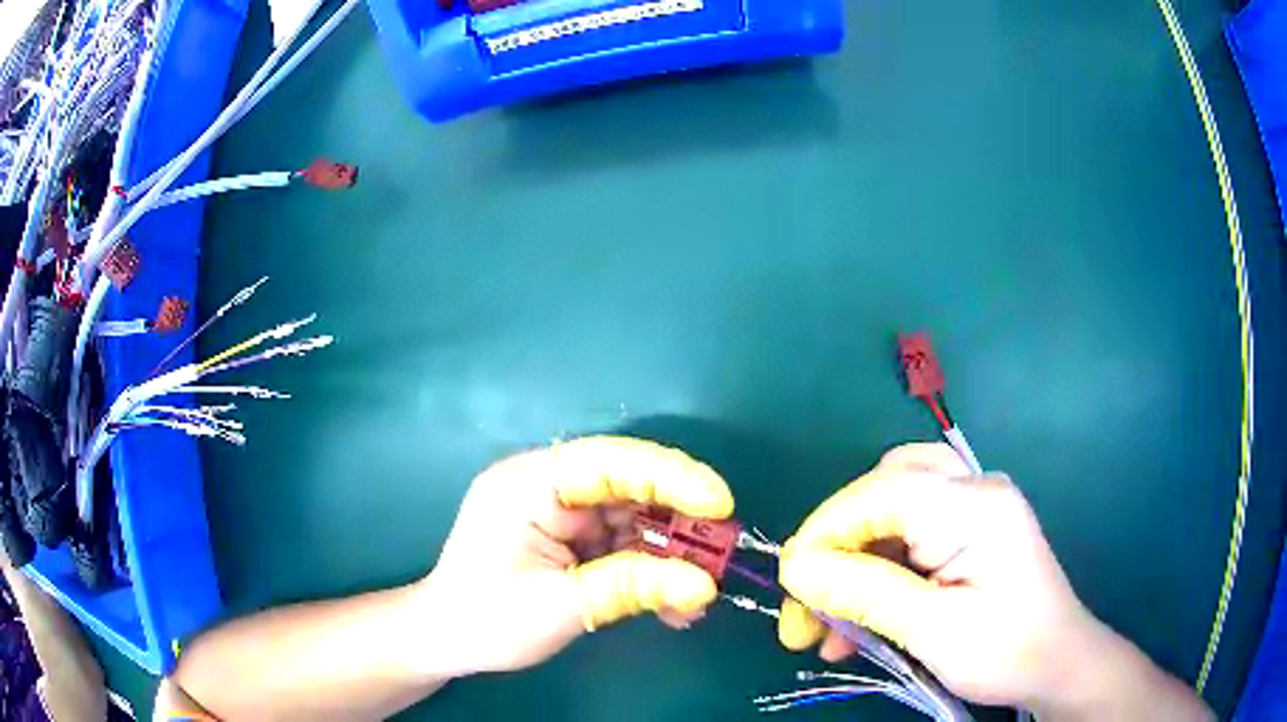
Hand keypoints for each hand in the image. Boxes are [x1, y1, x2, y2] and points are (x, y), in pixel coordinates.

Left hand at [417, 435, 733, 678]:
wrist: (446, 640)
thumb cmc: (488, 619)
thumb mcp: (562, 607)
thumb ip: (634, 589)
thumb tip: (705, 586)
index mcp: (530, 483)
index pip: (609, 461)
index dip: (670, 476)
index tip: (719, 504)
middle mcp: (546, 486)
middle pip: (628, 487)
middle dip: (678, 522)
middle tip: (721, 554)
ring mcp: (559, 511)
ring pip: (632, 517)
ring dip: (669, 554)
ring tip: (698, 594)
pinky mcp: (568, 537)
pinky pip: (621, 542)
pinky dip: (649, 569)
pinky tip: (672, 602)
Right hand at [776, 443, 1211, 719]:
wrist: (1057, 665)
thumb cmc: (1006, 650)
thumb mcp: (931, 629)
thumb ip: (864, 592)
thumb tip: (796, 568)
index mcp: (974, 504)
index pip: (881, 492)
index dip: (826, 532)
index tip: (789, 584)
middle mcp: (972, 490)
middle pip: (883, 493)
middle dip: (837, 548)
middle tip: (805, 603)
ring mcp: (972, 510)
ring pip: (890, 518)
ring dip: (852, 569)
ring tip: (824, 630)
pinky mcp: (967, 535)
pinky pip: (907, 541)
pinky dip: (875, 579)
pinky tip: (856, 625)